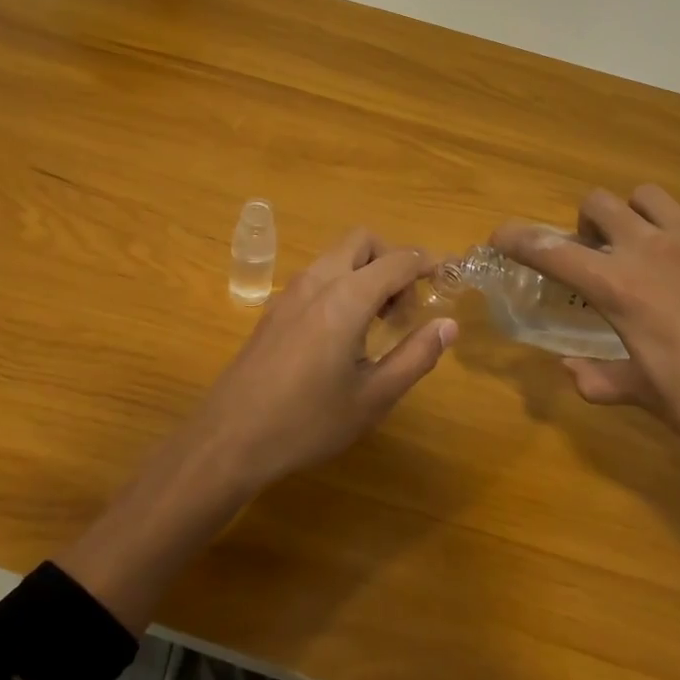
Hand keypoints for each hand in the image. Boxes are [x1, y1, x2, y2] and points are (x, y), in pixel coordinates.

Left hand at [62, 229, 455, 632]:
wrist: (230, 438)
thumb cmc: (308, 421)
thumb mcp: (373, 397)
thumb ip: (416, 356)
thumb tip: (448, 325)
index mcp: (346, 297)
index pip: (398, 260)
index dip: (429, 264)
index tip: (449, 280)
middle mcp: (317, 281)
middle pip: (362, 241)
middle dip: (393, 259)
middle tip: (406, 306)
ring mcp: (290, 292)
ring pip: (336, 256)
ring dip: (366, 271)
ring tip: (379, 322)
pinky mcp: (274, 309)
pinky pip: (317, 276)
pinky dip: (342, 284)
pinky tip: (343, 333)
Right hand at [494, 186, 679, 488]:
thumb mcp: (650, 400)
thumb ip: (602, 380)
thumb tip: (571, 371)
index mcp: (623, 288)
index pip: (553, 251)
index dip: (518, 239)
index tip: (500, 237)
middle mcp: (658, 249)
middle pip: (602, 202)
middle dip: (586, 222)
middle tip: (597, 254)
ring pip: (654, 197)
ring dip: (640, 217)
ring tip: (653, 251)